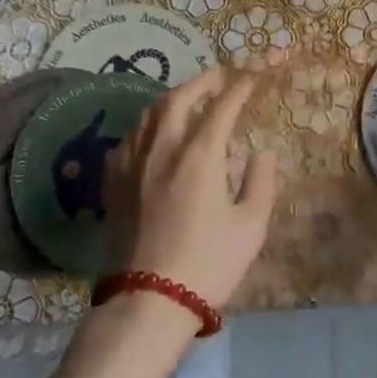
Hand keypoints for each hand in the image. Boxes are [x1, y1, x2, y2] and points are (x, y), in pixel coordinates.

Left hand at [102, 68, 280, 309]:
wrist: (150, 300)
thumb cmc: (209, 263)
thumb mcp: (251, 226)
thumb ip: (261, 182)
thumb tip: (261, 153)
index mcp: (200, 155)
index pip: (222, 107)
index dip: (239, 88)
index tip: (251, 77)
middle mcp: (163, 148)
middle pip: (179, 99)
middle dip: (202, 82)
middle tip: (219, 77)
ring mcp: (134, 163)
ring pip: (149, 114)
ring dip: (172, 98)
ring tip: (187, 99)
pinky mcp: (115, 182)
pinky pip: (129, 139)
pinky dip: (146, 126)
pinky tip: (152, 135)